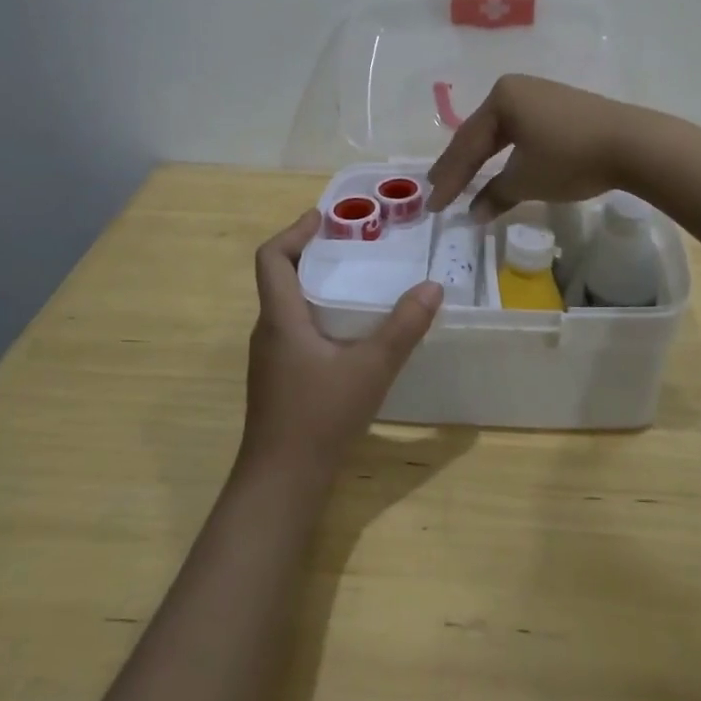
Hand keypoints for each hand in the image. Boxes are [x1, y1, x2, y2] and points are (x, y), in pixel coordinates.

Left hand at [240, 211, 442, 482]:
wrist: (281, 482)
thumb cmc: (319, 417)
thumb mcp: (371, 368)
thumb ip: (403, 327)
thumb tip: (432, 287)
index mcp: (280, 318)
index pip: (271, 258)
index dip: (294, 231)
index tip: (324, 218)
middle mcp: (268, 331)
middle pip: (280, 277)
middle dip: (312, 254)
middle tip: (354, 246)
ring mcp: (270, 358)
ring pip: (288, 306)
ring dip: (316, 286)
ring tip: (357, 282)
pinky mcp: (278, 379)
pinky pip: (294, 330)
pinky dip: (318, 315)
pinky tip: (350, 332)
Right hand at [426, 74, 639, 218]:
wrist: (633, 144)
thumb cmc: (570, 157)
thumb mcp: (526, 180)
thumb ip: (495, 195)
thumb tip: (474, 214)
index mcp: (501, 98)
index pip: (466, 144)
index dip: (448, 178)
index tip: (433, 205)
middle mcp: (516, 89)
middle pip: (480, 135)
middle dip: (459, 165)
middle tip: (438, 189)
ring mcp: (540, 96)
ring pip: (501, 133)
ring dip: (482, 160)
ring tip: (462, 180)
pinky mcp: (560, 108)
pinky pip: (522, 132)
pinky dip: (507, 154)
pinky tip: (500, 167)